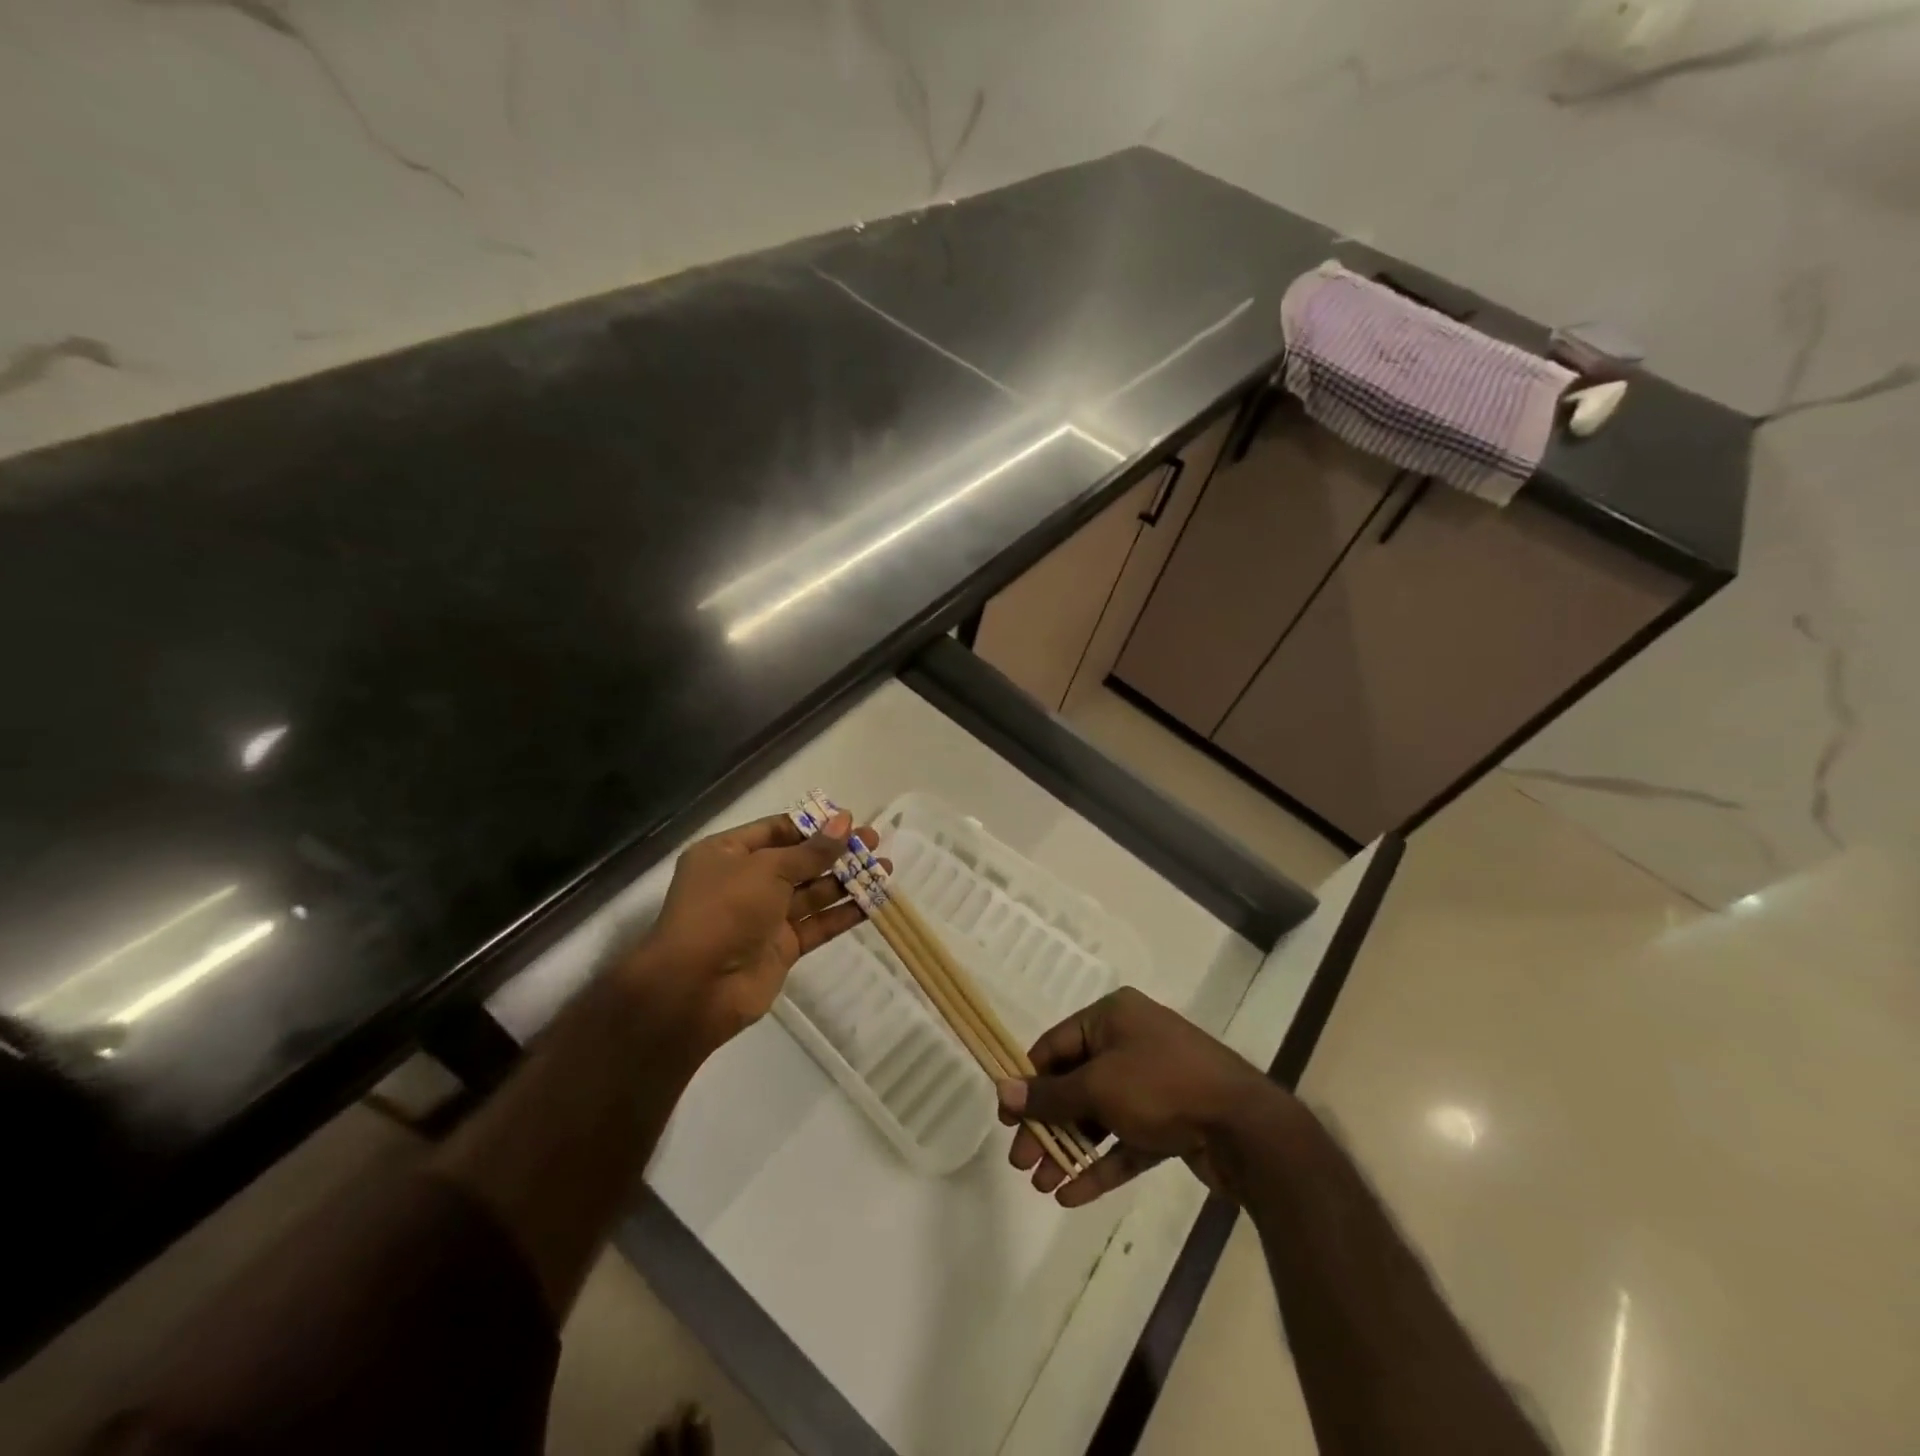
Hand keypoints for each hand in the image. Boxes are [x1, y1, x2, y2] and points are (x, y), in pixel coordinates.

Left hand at [625, 810, 884, 1058]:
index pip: (776, 830)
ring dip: (847, 881)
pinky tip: (874, 902)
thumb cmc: (724, 911)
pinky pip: (817, 924)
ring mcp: (764, 916)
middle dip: (836, 851)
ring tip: (885, 867)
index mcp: (728, 854)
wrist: (696, 989)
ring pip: (812, 892)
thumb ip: (811, 851)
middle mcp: (745, 881)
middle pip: (798, 860)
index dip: (813, 825)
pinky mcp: (781, 947)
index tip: (849, 821)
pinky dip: (843, 914)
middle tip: (874, 841)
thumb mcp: (767, 870)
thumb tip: (844, 821)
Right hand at [998, 987, 1292, 1207]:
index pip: (1055, 1046)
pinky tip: (1071, 1194)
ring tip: (1041, 1185)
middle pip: (1074, 1084)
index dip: (1027, 1082)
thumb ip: (1049, 1095)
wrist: (1247, 1128)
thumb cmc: (1162, 1087)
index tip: (1006, 1120)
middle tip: (1020, 1163)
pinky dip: (1100, 1165)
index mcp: (1112, 1017)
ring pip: (1099, 1116)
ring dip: (1069, 1148)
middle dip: (1047, 1125)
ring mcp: (1153, 1083)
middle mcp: (1131, 1042)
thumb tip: (1001, 1091)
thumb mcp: (1098, 1087)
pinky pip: (1125, 1141)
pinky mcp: (1170, 1121)